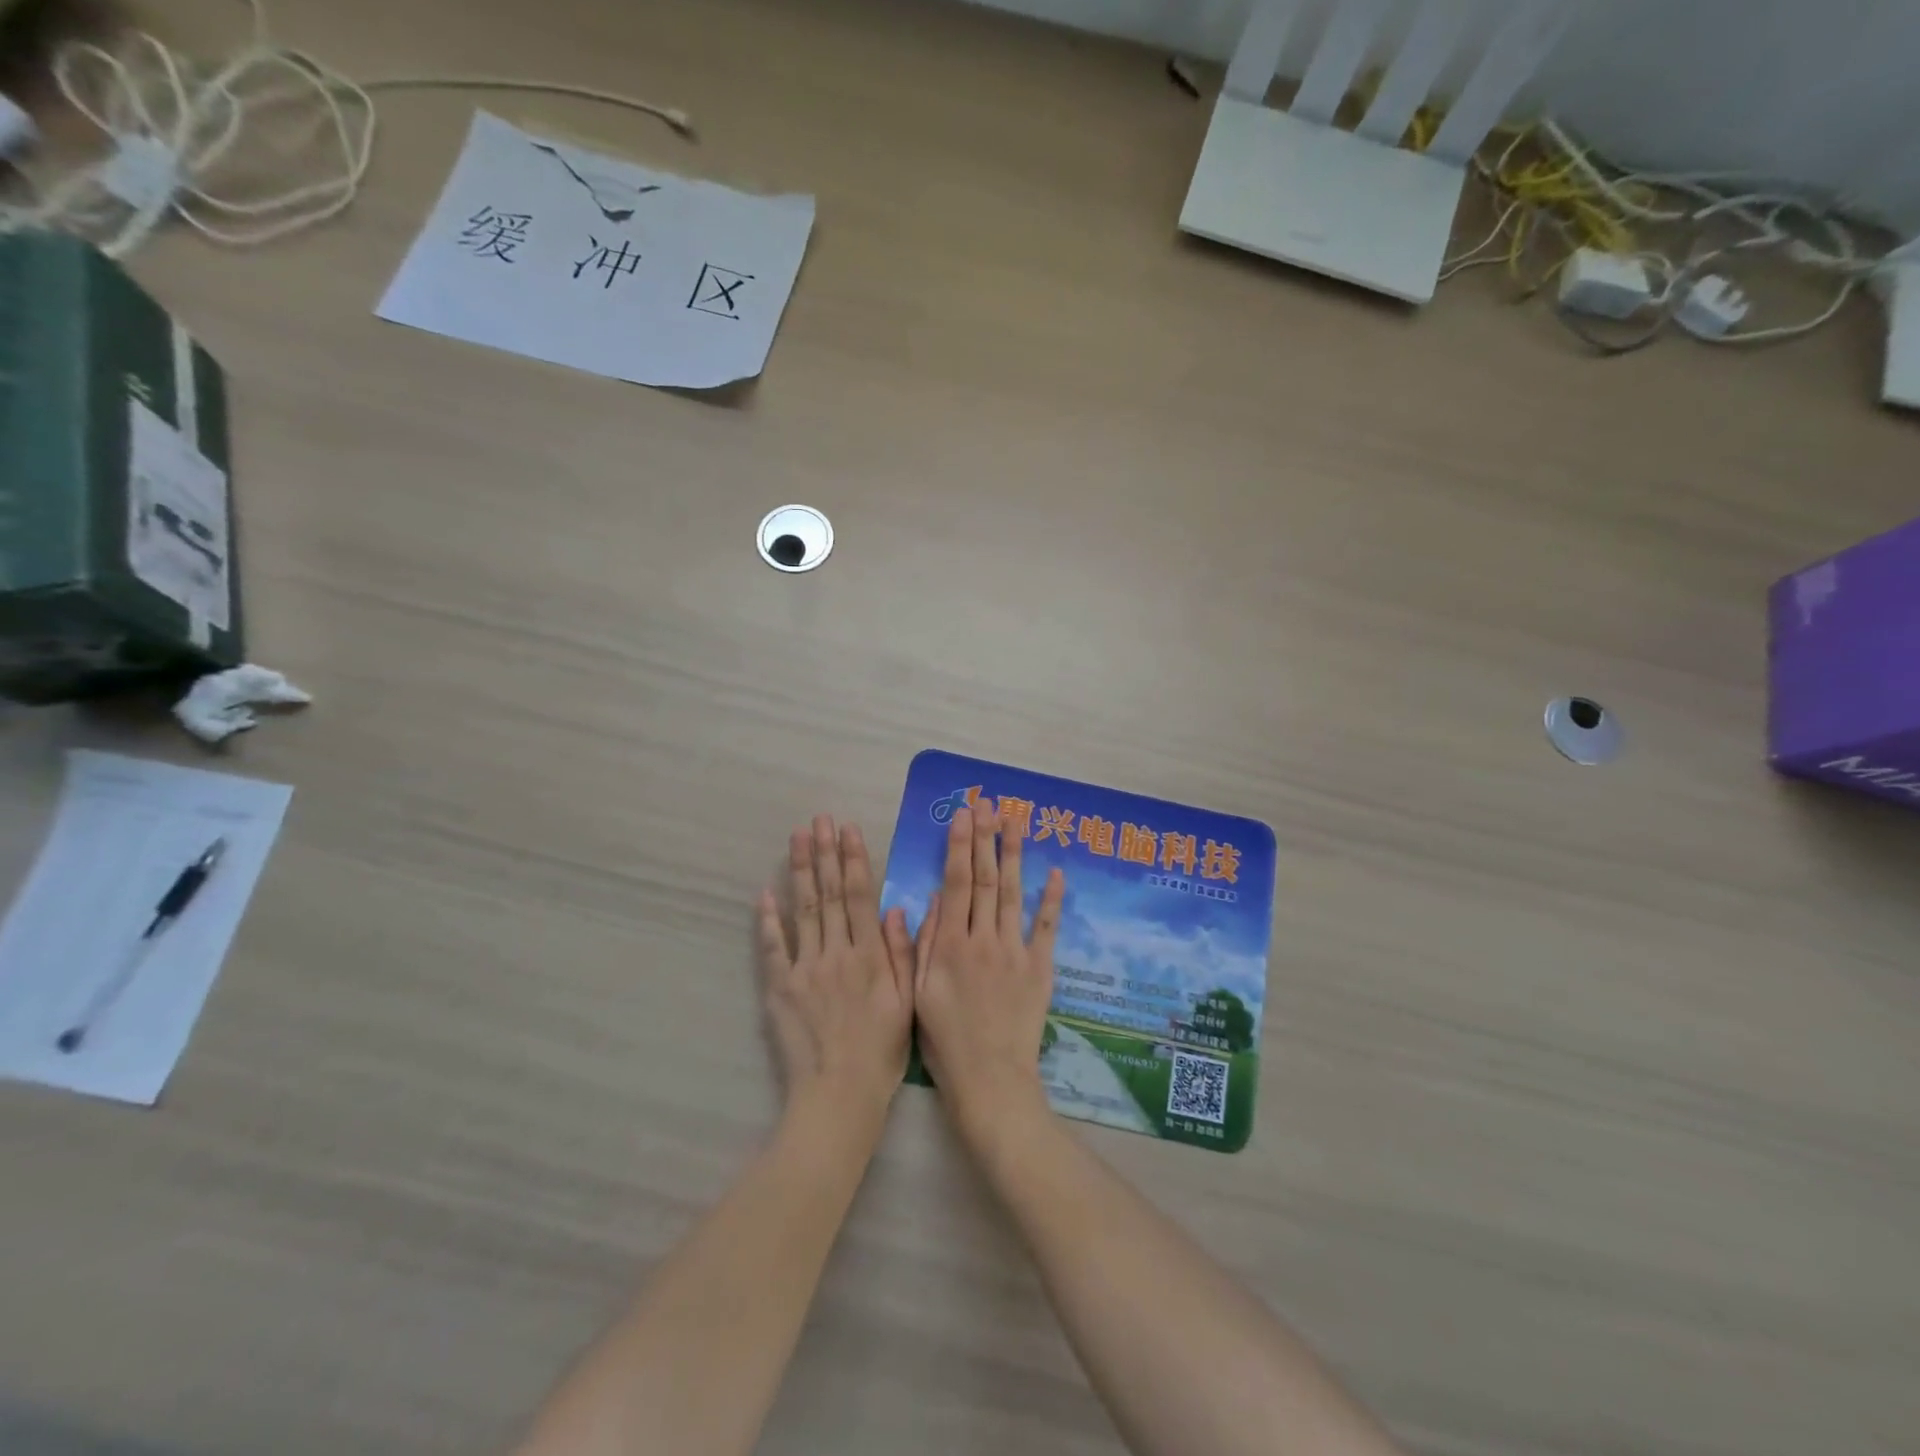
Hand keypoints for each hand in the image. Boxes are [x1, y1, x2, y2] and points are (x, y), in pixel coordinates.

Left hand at [757, 817, 914, 1119]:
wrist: (838, 1095)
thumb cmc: (881, 1052)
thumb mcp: (907, 1002)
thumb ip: (902, 953)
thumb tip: (897, 908)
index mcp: (870, 955)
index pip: (859, 895)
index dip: (853, 859)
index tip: (848, 829)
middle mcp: (837, 952)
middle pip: (828, 894)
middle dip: (824, 853)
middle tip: (819, 820)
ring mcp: (805, 968)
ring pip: (802, 910)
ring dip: (799, 871)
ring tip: (797, 838)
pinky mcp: (780, 988)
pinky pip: (773, 947)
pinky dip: (768, 919)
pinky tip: (765, 892)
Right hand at [912, 801, 1065, 1139]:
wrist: (990, 1079)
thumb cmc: (946, 1040)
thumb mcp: (918, 992)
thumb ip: (922, 944)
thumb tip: (929, 899)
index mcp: (949, 945)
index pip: (955, 884)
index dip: (958, 846)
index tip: (962, 816)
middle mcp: (982, 939)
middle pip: (983, 879)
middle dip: (985, 838)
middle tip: (988, 804)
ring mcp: (1014, 951)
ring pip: (1012, 893)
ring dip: (1014, 855)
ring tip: (1015, 822)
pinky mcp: (1040, 967)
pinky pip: (1046, 927)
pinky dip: (1051, 899)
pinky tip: (1055, 872)